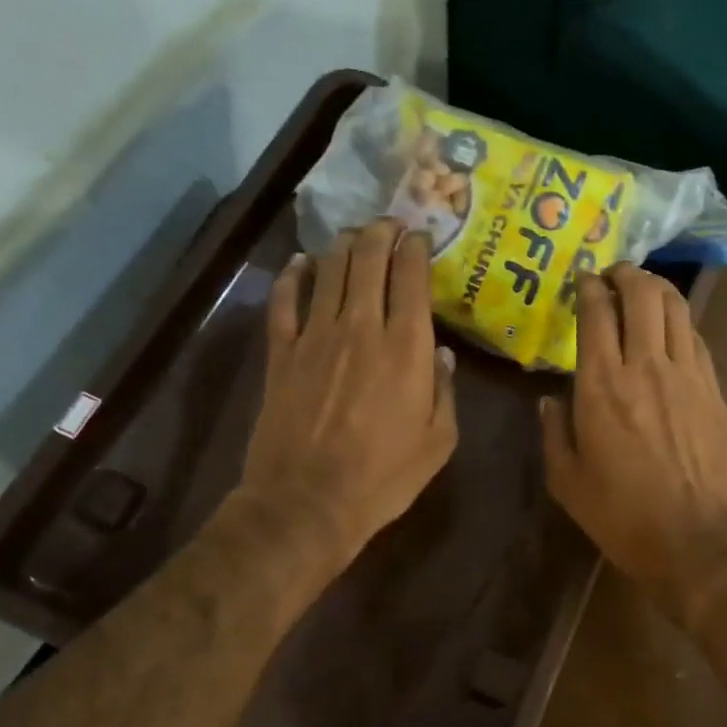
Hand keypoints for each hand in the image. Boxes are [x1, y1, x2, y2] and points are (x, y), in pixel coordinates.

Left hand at [241, 220, 456, 569]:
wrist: (308, 502)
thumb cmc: (384, 477)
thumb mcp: (438, 442)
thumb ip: (445, 391)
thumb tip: (441, 354)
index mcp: (405, 347)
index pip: (410, 278)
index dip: (415, 249)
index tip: (420, 236)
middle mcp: (361, 328)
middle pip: (368, 261)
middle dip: (380, 234)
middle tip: (389, 224)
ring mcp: (315, 337)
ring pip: (329, 271)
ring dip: (343, 246)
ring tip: (353, 236)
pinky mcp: (281, 353)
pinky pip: (285, 301)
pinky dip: (293, 276)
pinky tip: (300, 263)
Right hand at [542, 264, 726, 623]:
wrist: (697, 539)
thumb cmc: (623, 514)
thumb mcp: (567, 481)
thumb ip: (554, 433)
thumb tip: (549, 400)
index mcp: (602, 385)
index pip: (596, 313)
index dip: (588, 288)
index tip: (582, 280)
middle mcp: (646, 365)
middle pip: (641, 295)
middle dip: (625, 274)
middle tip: (613, 274)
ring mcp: (687, 374)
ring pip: (675, 307)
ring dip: (657, 288)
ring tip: (643, 288)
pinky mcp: (714, 389)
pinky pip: (696, 337)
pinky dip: (680, 321)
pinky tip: (671, 328)